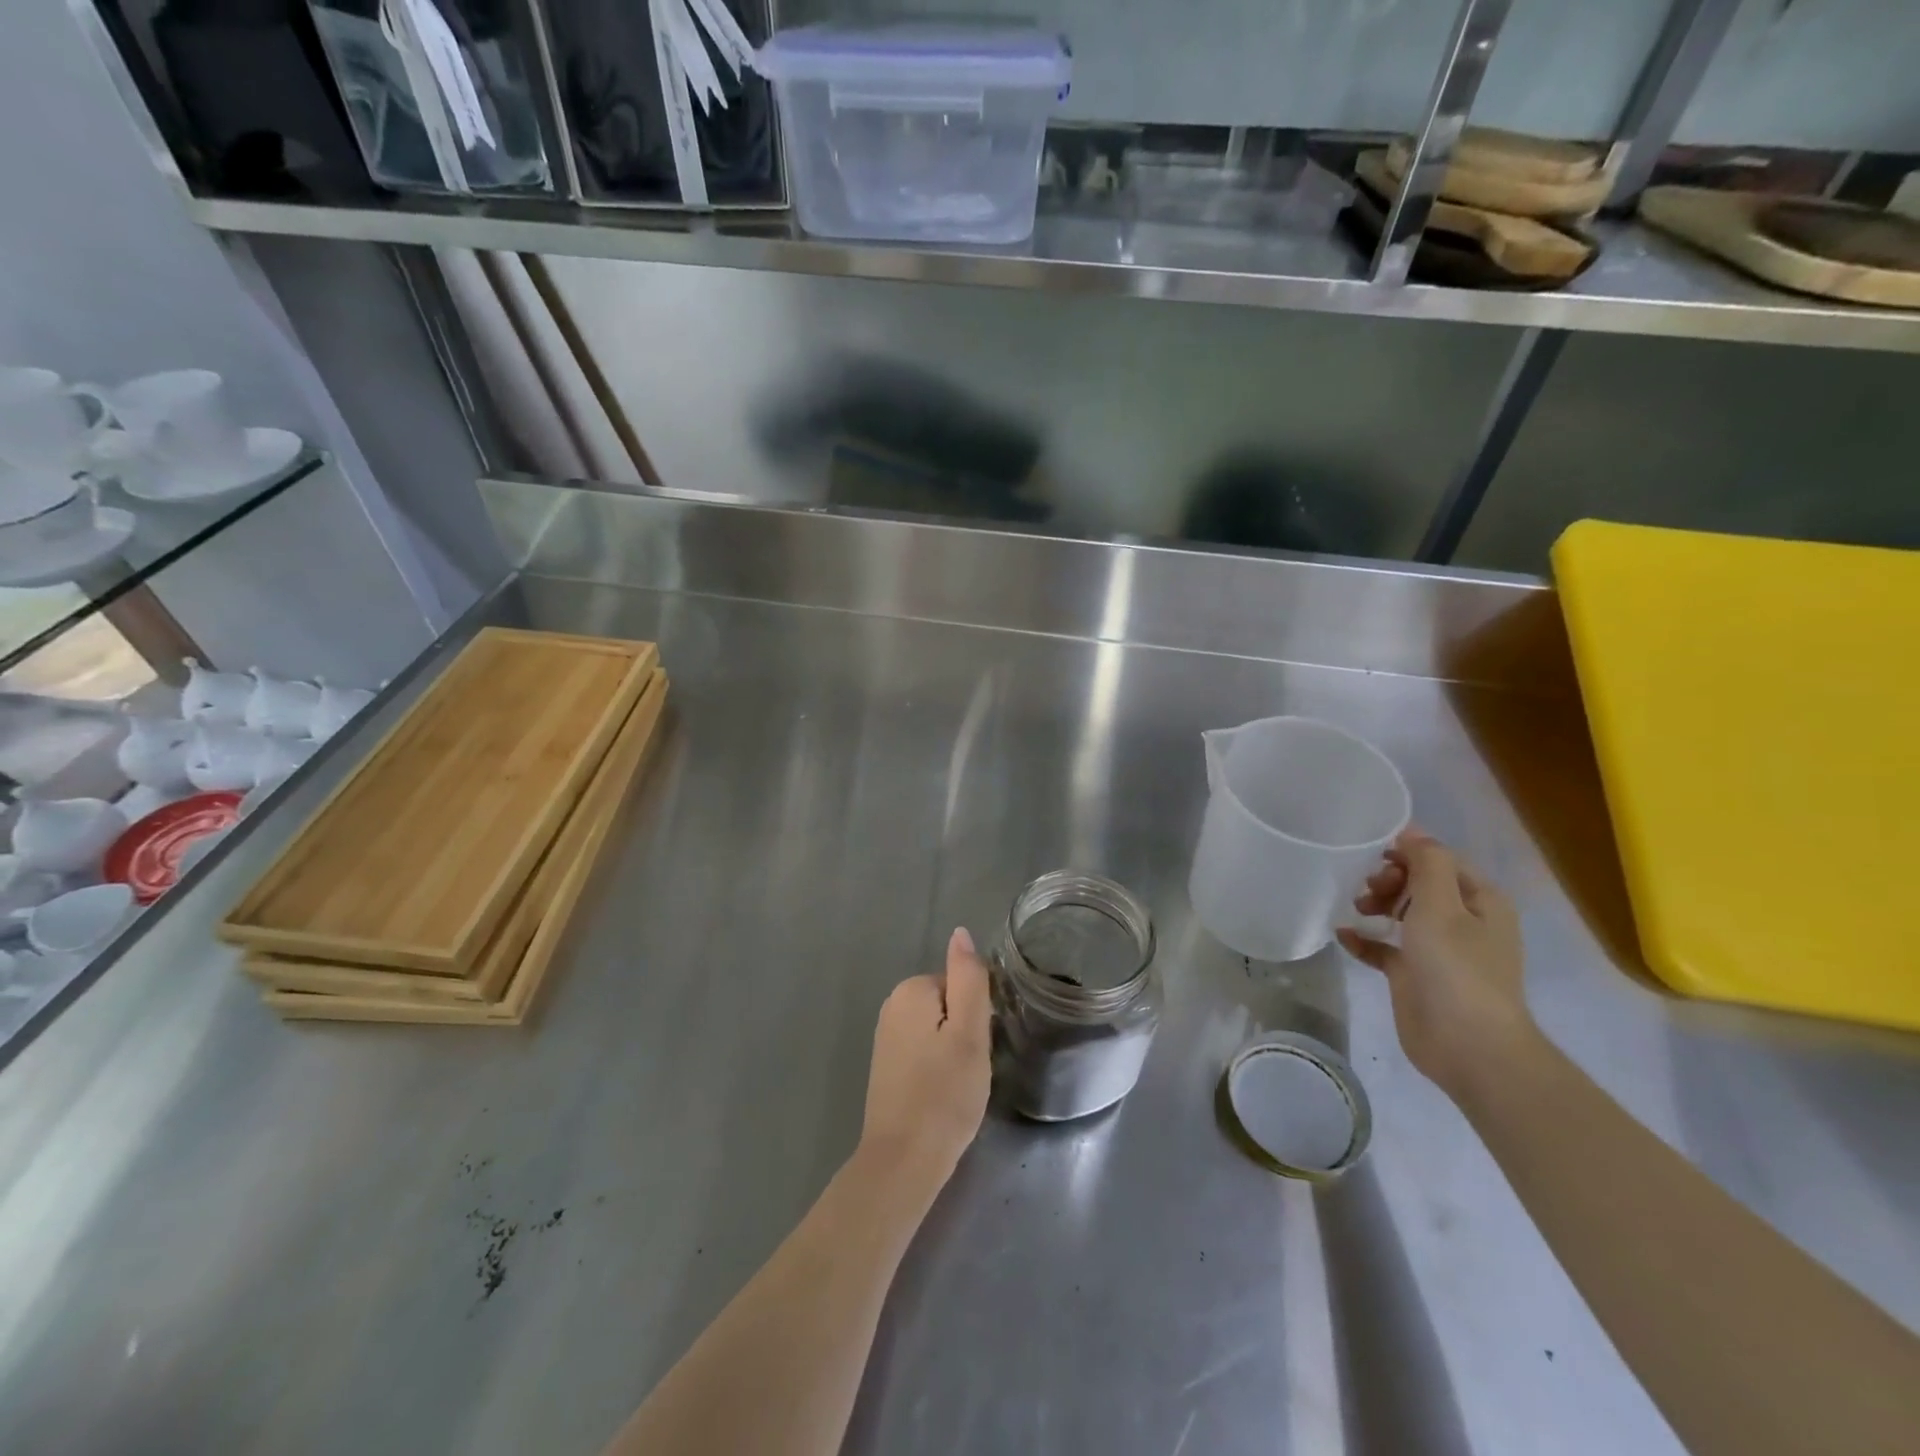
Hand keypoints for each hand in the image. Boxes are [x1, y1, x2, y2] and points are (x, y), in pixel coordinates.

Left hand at [858, 927, 992, 1198]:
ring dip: (954, 1053)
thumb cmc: (944, 1094)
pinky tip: (941, 1095)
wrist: (903, 1161)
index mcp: (912, 990)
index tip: (978, 1048)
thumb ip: (969, 978)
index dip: (978, 1016)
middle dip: (966, 1033)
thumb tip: (961, 932)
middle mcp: (893, 1005)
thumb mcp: (969, 1032)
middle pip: (950, 1005)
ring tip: (958, 1085)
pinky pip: (925, 1051)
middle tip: (970, 1069)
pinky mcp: (886, 1065)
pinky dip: (938, 1069)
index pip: (962, 985)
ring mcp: (886, 1037)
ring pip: (939, 1031)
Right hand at [1337, 829, 1536, 1099]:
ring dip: (1376, 904)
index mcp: (1480, 900)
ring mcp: (1439, 950)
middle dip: (1388, 879)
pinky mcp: (1415, 975)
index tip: (1372, 855)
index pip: (1440, 860)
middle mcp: (1463, 921)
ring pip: (1401, 913)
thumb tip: (1413, 831)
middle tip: (1367, 890)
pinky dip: (1365, 939)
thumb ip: (1427, 863)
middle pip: (1419, 883)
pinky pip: (1385, 947)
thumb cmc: (1457, 968)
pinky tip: (1343, 936)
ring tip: (1356, 909)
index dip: (1407, 853)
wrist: (1468, 1046)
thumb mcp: (1441, 905)